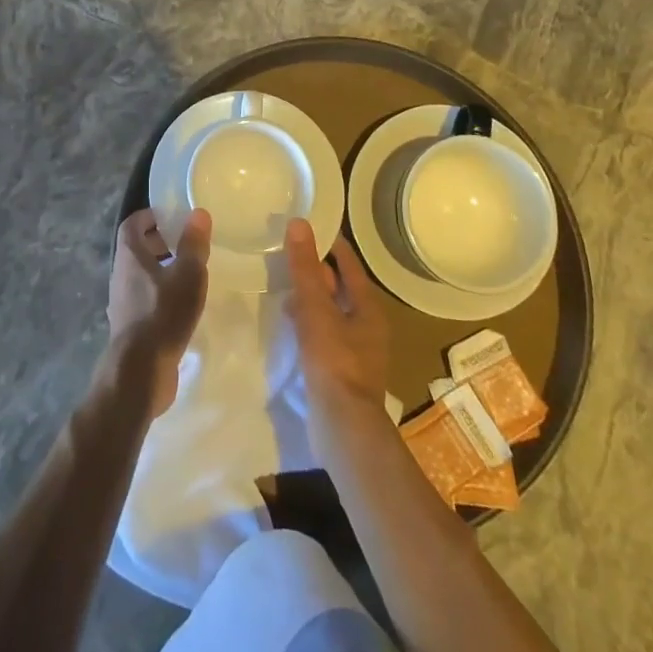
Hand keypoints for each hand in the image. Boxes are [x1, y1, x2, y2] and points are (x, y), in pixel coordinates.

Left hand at [107, 209, 211, 417]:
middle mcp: (120, 275)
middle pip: (136, 250)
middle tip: (185, 244)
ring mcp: (123, 303)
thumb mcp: (187, 274)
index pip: (132, 224)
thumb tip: (198, 212)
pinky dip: (161, 295)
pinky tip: (182, 307)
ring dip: (161, 270)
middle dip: (158, 243)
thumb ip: (193, 244)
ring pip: (140, 276)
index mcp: (129, 256)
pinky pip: (144, 300)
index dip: (150, 216)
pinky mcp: (131, 327)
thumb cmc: (163, 313)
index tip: (171, 216)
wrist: (140, 371)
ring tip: (189, 274)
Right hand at [284, 219, 389, 443]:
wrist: (344, 427)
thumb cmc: (334, 362)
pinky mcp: (341, 369)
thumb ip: (305, 268)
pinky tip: (290, 322)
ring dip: (311, 298)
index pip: (349, 263)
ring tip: (284, 286)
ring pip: (331, 311)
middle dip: (316, 271)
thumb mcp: (316, 309)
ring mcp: (356, 349)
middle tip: (289, 253)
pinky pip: (324, 333)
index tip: (308, 227)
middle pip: (340, 287)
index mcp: (368, 307)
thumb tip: (299, 223)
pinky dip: (308, 321)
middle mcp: (367, 325)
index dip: (330, 244)